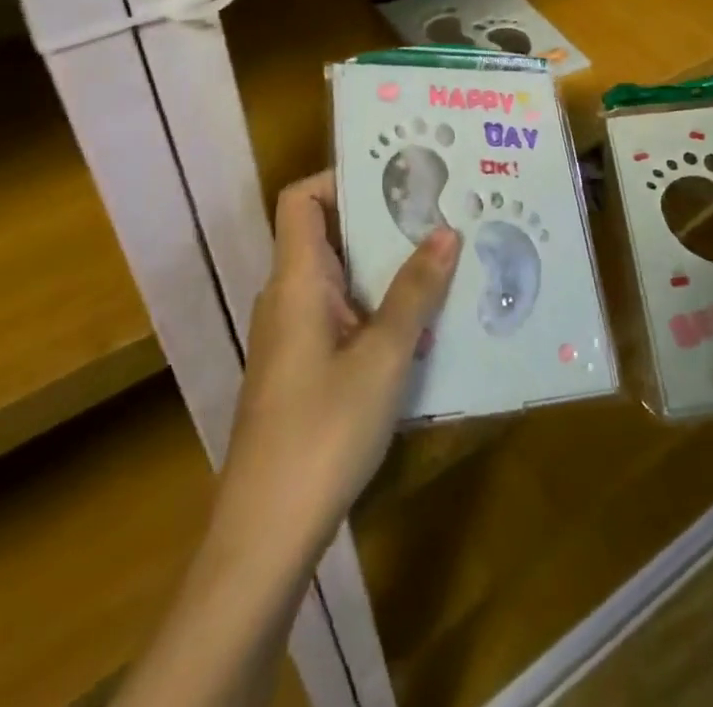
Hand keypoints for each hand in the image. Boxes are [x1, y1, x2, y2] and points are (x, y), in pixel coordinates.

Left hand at [223, 171, 460, 548]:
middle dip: (383, 220)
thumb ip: (415, 292)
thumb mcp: (384, 357)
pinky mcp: (303, 368)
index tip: (397, 177)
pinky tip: (422, 324)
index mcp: (297, 280)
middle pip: (329, 234)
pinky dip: (379, 306)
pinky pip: (343, 314)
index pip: (301, 200)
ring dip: (387, 266)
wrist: (266, 535)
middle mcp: (289, 297)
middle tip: (439, 211)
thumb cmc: (323, 431)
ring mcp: (294, 335)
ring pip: (342, 277)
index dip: (341, 177)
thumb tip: (446, 231)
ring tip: (443, 258)